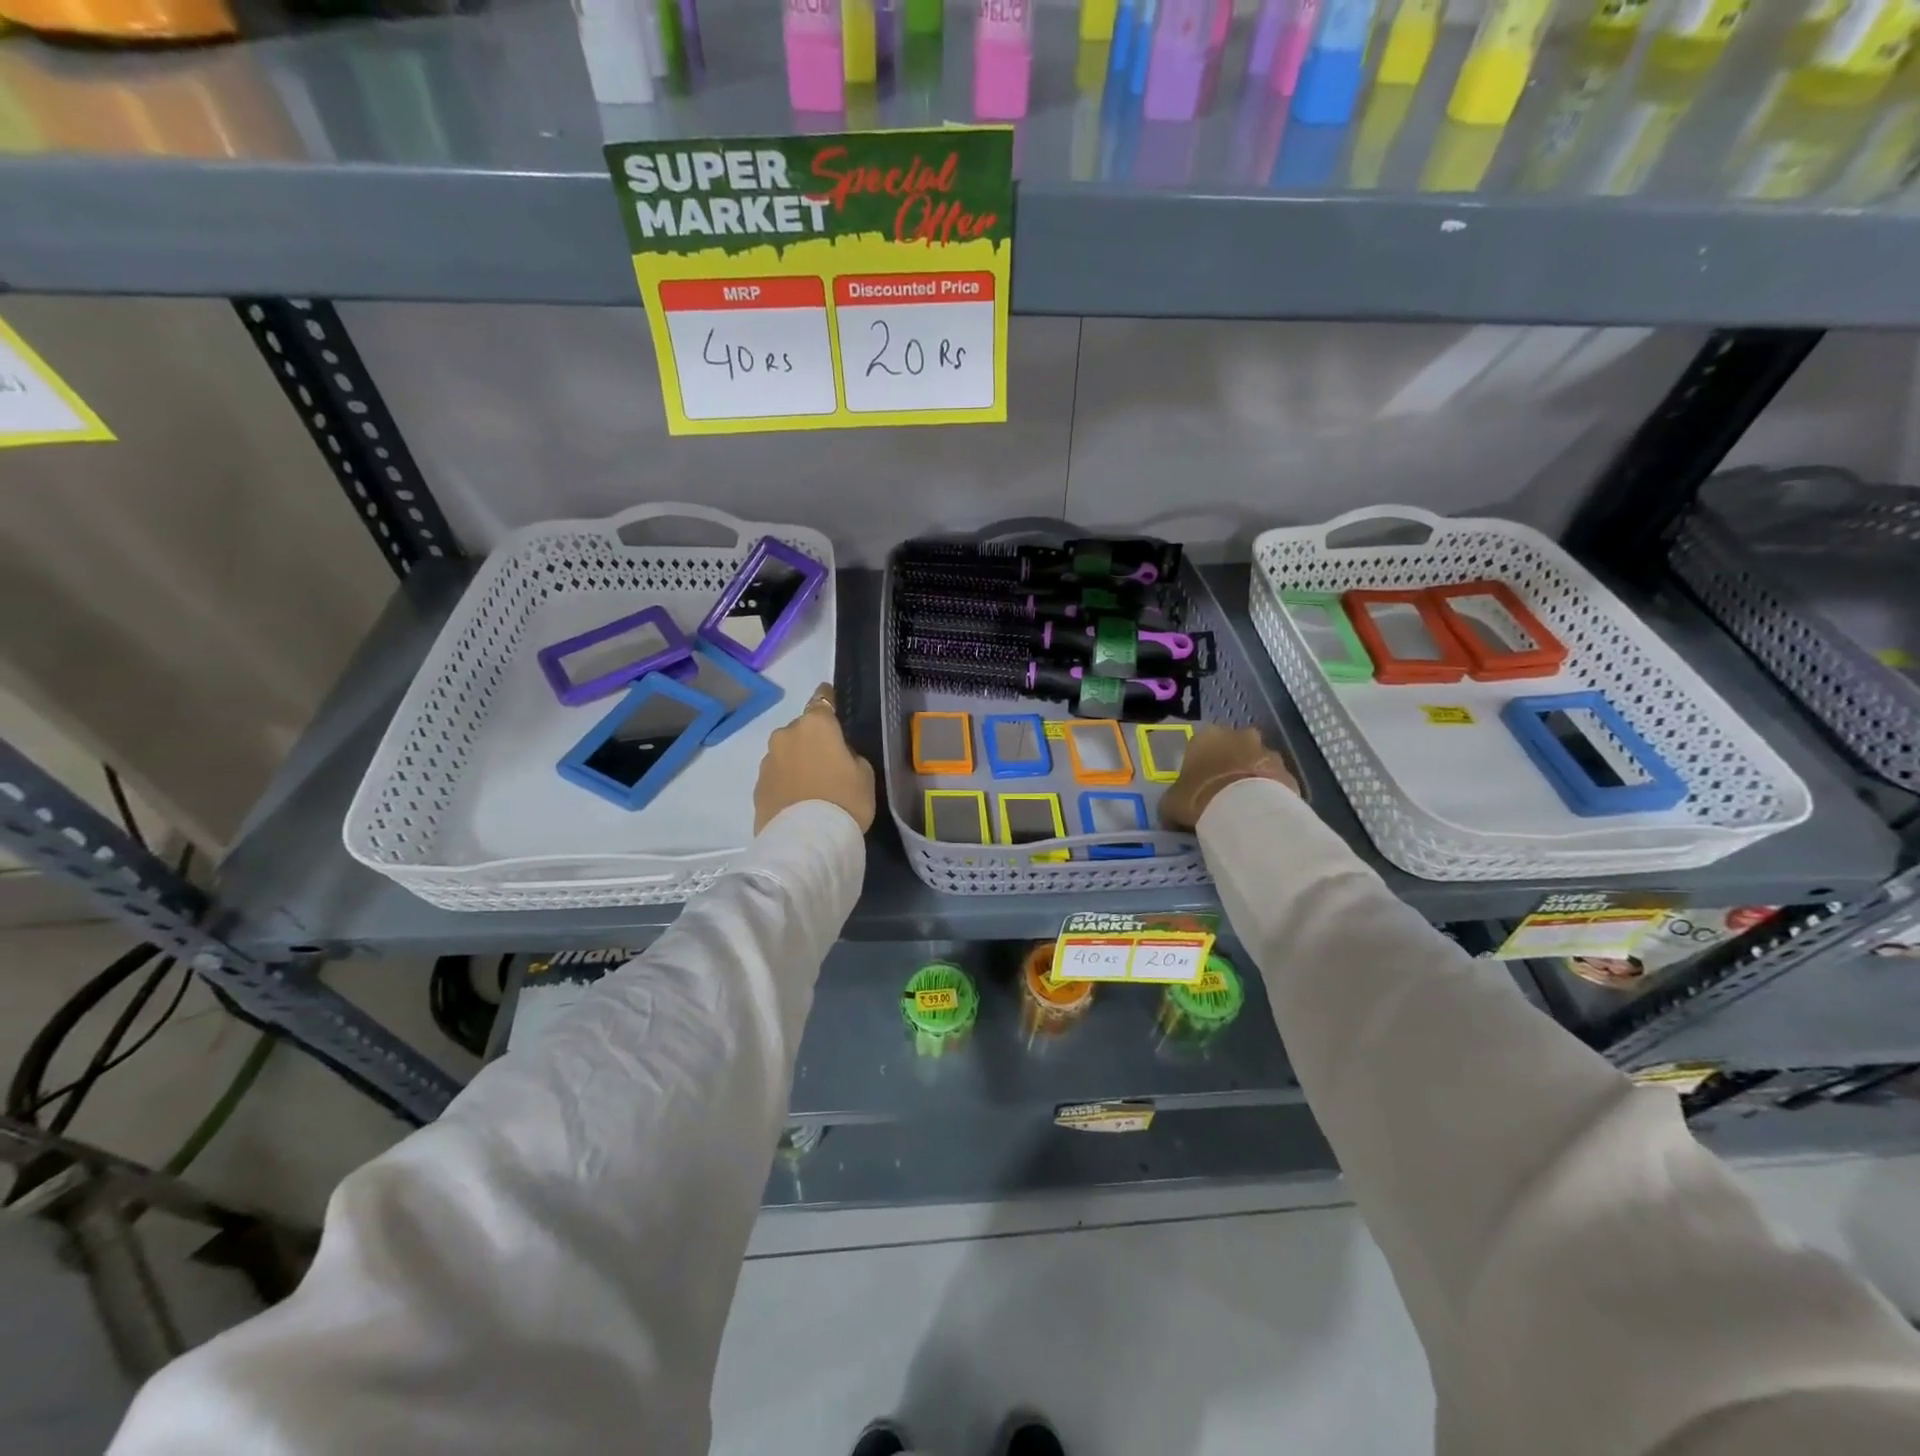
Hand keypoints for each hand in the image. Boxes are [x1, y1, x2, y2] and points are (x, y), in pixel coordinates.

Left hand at [753, 683, 877, 834]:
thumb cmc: (845, 800)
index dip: (827, 698)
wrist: (807, 841)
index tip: (829, 697)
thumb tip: (837, 754)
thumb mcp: (864, 774)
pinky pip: (776, 776)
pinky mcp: (757, 787)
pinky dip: (786, 782)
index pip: (822, 700)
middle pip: (802, 729)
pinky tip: (797, 800)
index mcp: (815, 725)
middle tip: (828, 761)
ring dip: (796, 761)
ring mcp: (767, 761)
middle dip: (812, 739)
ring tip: (811, 785)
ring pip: (786, 753)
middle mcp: (786, 735)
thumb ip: (849, 755)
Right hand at [1159, 725, 1296, 831]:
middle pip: (1234, 747)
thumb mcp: (1171, 802)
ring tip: (1244, 804)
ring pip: (1257, 762)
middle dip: (1231, 762)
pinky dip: (1270, 793)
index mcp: (1207, 735)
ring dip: (1252, 776)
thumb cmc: (1199, 798)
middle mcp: (1239, 736)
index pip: (1201, 743)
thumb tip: (1172, 812)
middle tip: (1222, 790)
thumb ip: (1173, 800)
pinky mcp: (1289, 773)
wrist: (1245, 812)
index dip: (1200, 763)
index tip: (1198, 783)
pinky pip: (1275, 782)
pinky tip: (1261, 812)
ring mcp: (1268, 752)